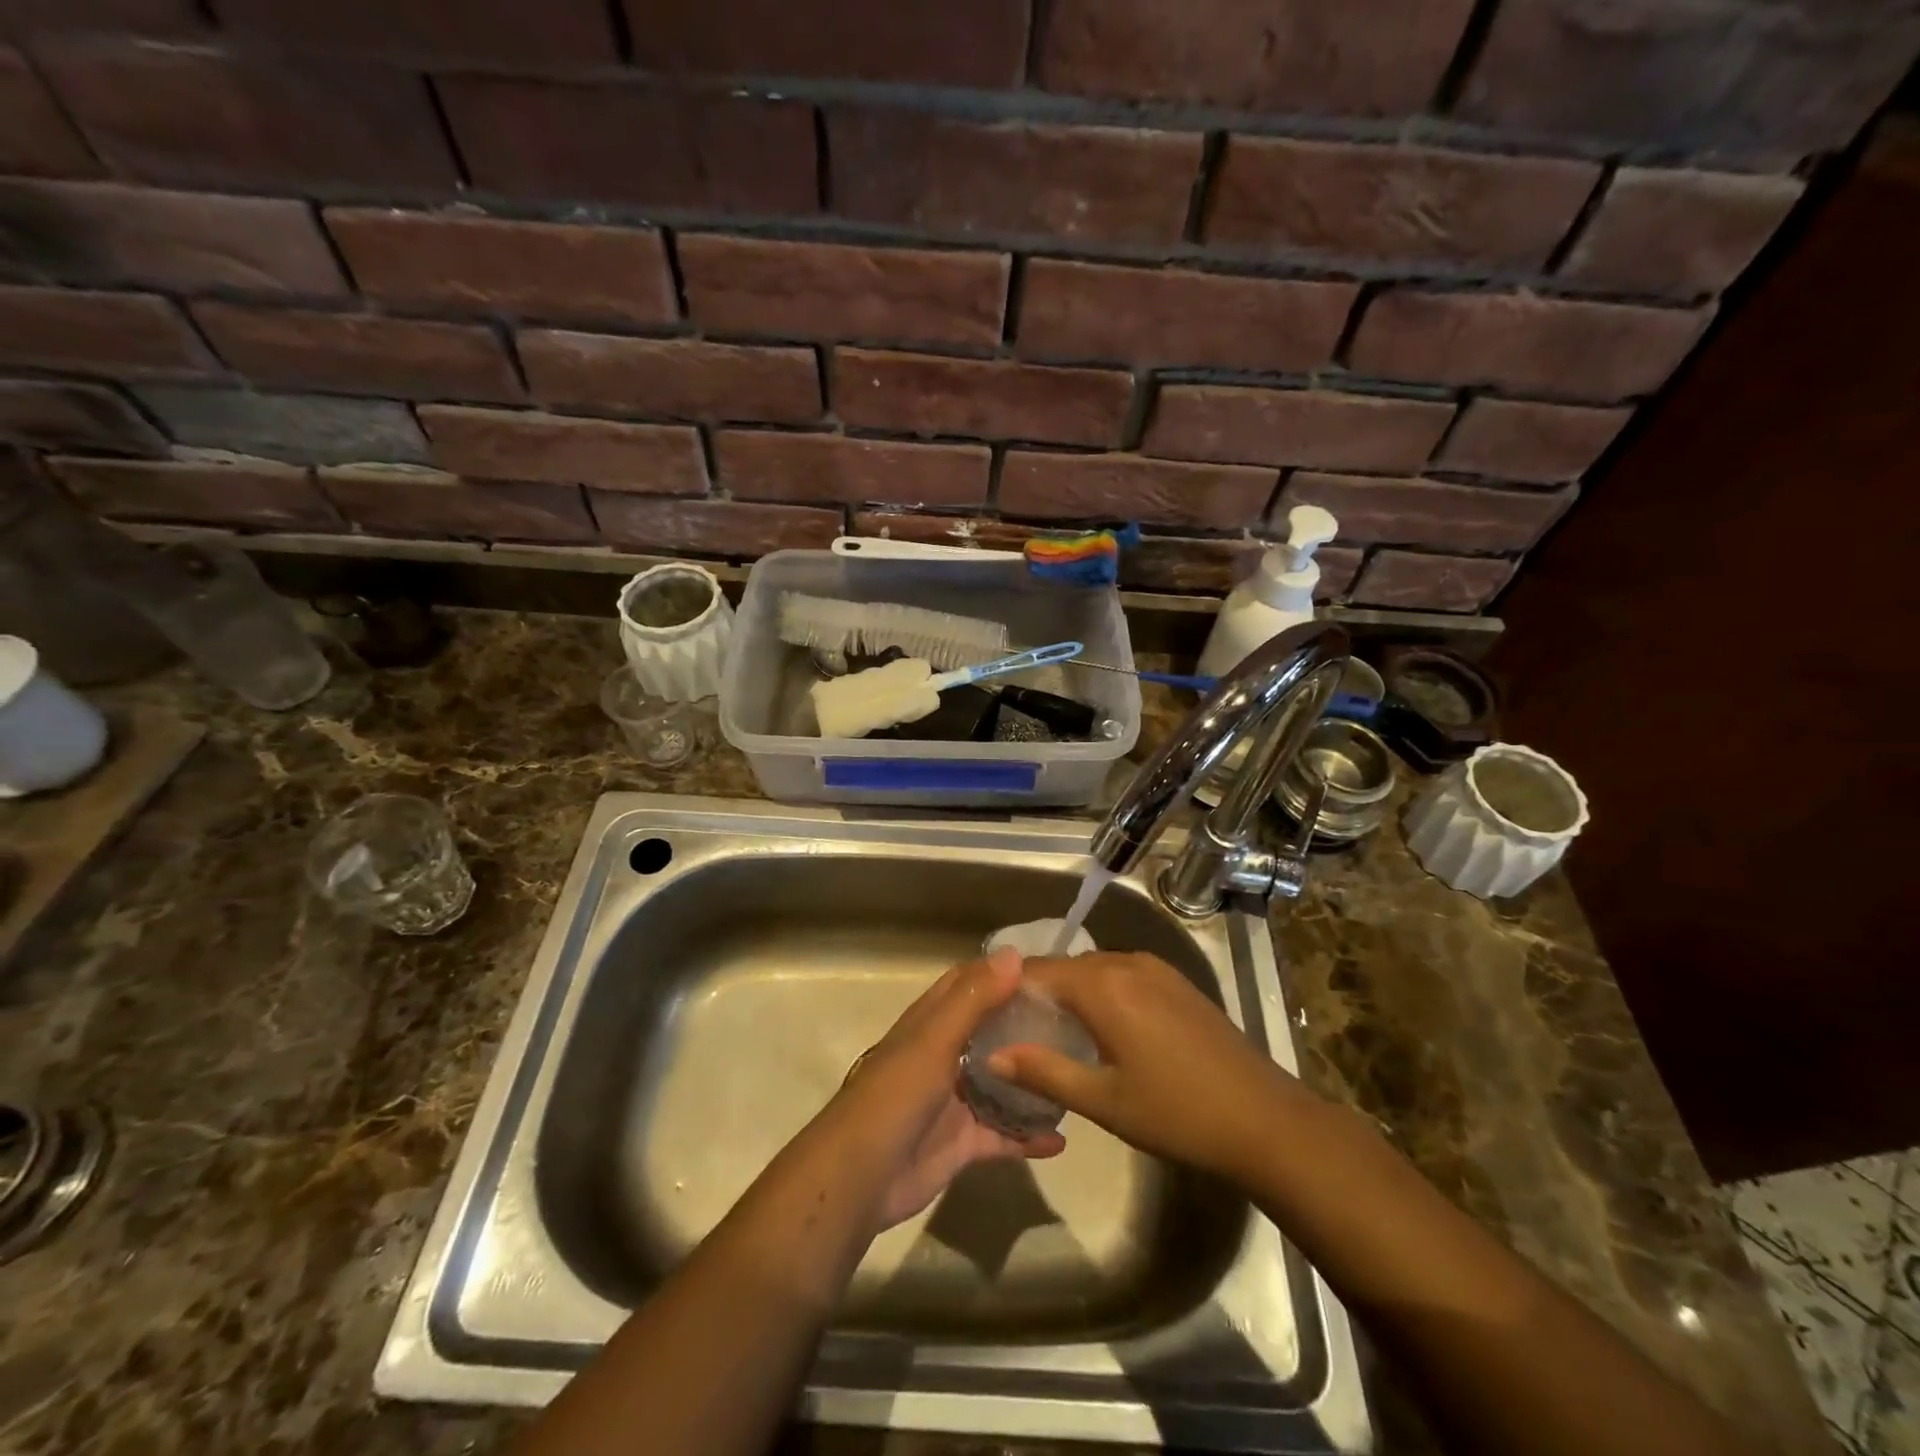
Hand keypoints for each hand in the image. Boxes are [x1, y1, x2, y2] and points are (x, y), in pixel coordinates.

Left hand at [828, 948, 1064, 1229]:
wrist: (860, 1177)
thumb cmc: (896, 1096)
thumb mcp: (935, 1039)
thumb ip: (974, 999)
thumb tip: (1015, 954)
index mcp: (932, 1023)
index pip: (969, 983)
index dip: (1002, 972)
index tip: (1049, 970)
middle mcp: (944, 1055)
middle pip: (990, 1031)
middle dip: (1026, 1024)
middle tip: (1077, 1022)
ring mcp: (954, 1100)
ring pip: (1001, 1083)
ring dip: (1031, 1079)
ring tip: (1076, 1073)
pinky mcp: (962, 1143)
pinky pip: (1003, 1135)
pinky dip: (1028, 1137)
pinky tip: (1063, 1139)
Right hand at [987, 951, 1312, 1182]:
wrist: (1265, 1120)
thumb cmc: (1177, 1113)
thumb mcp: (1103, 1100)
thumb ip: (1044, 1072)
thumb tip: (993, 1055)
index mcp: (1103, 985)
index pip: (1037, 971)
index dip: (1007, 990)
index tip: (987, 1017)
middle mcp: (1126, 962)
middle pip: (1065, 967)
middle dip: (1037, 992)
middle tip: (1015, 1030)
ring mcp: (1156, 969)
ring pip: (1094, 970)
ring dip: (1070, 992)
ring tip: (1053, 1032)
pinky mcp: (1176, 981)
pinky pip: (1122, 975)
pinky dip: (1100, 992)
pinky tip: (1101, 1029)